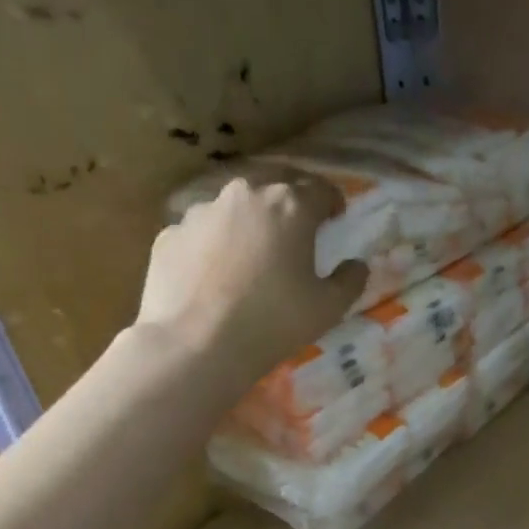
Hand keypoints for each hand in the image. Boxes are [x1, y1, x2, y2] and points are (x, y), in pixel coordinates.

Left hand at [138, 173, 366, 382]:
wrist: (197, 344)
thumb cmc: (274, 322)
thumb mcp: (328, 309)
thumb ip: (350, 281)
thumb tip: (358, 265)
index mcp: (289, 207)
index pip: (319, 189)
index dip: (332, 201)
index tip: (336, 216)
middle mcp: (244, 196)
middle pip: (273, 184)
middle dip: (289, 199)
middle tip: (296, 225)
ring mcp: (201, 212)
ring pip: (233, 207)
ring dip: (248, 222)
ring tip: (252, 252)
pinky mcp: (171, 235)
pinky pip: (201, 234)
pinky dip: (214, 246)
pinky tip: (216, 276)